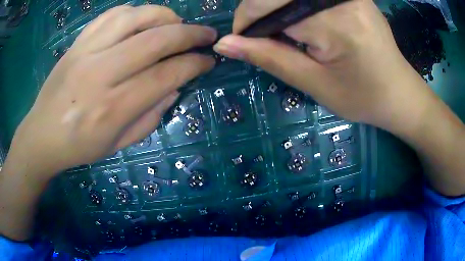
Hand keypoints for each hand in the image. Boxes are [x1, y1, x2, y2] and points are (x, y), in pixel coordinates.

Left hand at [4, 5, 216, 180]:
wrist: (41, 136)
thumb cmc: (79, 147)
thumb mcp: (119, 145)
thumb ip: (151, 117)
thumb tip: (175, 86)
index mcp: (113, 108)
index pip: (165, 75)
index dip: (193, 64)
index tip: (208, 60)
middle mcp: (100, 74)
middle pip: (155, 40)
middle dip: (189, 34)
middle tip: (206, 34)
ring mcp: (85, 53)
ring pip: (134, 17)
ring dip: (164, 16)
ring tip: (175, 23)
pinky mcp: (76, 43)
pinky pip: (110, 15)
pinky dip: (134, 12)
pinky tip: (142, 20)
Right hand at [215, 0, 464, 196]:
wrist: (400, 93)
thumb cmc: (363, 97)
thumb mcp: (314, 84)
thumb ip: (268, 57)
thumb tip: (224, 44)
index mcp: (333, 19)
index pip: (267, 5)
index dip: (247, 22)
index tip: (244, 42)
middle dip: (262, 13)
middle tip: (269, 39)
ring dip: (279, 9)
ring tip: (290, 33)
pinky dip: (296, 6)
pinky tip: (305, 22)